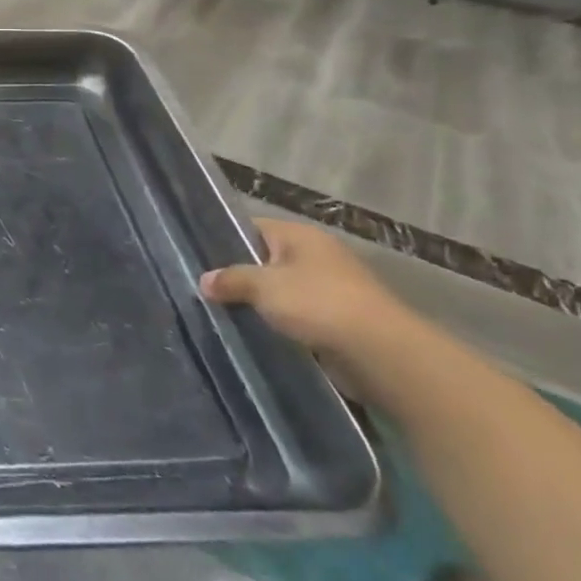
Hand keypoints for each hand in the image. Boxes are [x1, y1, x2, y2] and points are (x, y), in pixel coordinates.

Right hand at [199, 217, 411, 358]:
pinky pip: (298, 314)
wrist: (381, 353)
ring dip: (260, 302)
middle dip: (240, 275)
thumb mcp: (263, 287)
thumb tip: (204, 280)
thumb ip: (230, 280)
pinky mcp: (339, 318)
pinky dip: (280, 322)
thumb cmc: (318, 304)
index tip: (199, 259)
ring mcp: (331, 287)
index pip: (251, 228)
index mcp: (300, 235)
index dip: (224, 240)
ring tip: (226, 313)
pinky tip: (258, 332)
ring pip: (281, 290)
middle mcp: (317, 254)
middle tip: (207, 290)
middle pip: (265, 259)